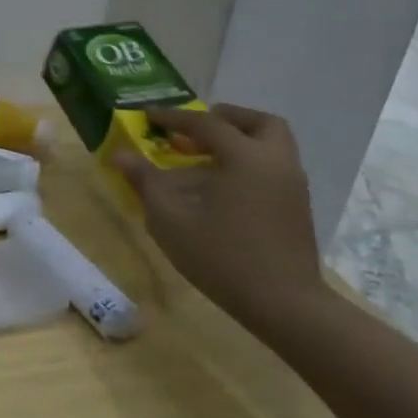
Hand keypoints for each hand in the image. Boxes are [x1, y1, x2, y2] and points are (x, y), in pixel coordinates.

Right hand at [114, 103, 327, 327]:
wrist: (282, 302)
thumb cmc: (220, 255)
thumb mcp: (169, 218)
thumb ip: (145, 181)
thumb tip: (121, 154)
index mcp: (245, 158)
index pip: (207, 124)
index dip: (174, 117)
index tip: (148, 115)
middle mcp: (275, 162)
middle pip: (258, 123)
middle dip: (225, 119)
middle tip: (194, 129)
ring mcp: (292, 185)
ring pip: (270, 145)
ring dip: (238, 141)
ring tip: (202, 158)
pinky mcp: (296, 207)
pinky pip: (272, 167)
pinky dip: (247, 163)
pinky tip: (219, 188)